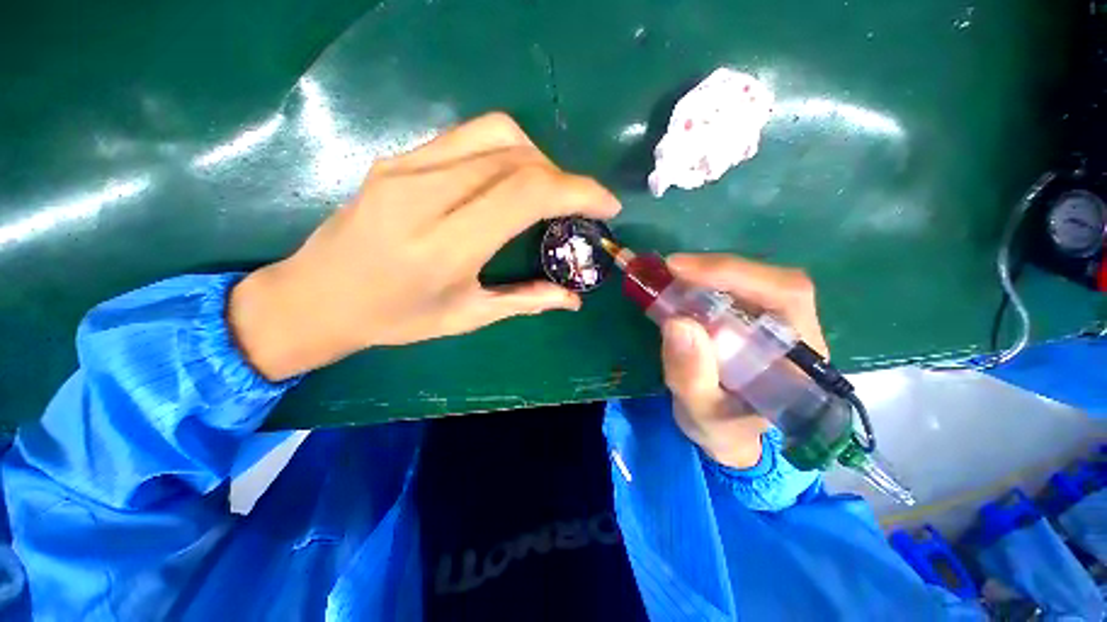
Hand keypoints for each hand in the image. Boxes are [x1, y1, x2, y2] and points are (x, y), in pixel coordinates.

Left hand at [229, 113, 619, 380]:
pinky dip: (507, 151)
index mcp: (445, 244)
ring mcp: (407, 167)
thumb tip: (572, 299)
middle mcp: (426, 193)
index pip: (526, 193)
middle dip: (563, 178)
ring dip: (538, 158)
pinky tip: (510, 180)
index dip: (578, 191)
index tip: (607, 205)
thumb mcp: (466, 317)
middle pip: (517, 158)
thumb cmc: (394, 318)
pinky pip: (469, 136)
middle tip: (577, 206)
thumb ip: (525, 301)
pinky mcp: (399, 158)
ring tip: (548, 191)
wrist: (317, 296)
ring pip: (496, 133)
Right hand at [659, 254, 827, 468]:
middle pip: (768, 280)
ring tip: (669, 279)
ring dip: (706, 274)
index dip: (734, 273)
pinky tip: (680, 288)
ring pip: (750, 280)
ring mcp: (777, 322)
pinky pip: (733, 290)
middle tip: (668, 270)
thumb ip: (691, 377)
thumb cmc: (722, 429)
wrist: (729, 434)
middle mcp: (798, 332)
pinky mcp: (753, 319)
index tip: (679, 269)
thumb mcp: (701, 414)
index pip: (786, 295)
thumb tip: (677, 322)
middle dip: (715, 270)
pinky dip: (702, 283)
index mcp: (802, 359)